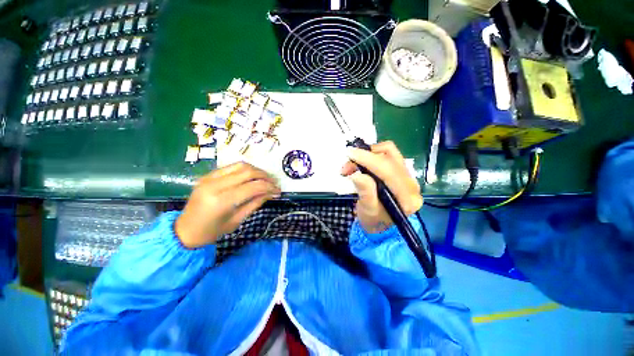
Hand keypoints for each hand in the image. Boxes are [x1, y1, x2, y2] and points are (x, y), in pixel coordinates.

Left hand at [175, 162, 280, 247]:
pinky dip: (245, 169)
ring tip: (265, 179)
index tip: (278, 191)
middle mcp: (215, 185)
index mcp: (222, 201)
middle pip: (248, 172)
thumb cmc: (212, 231)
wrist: (185, 230)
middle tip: (274, 183)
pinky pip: (231, 167)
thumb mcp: (237, 220)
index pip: (253, 187)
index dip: (269, 187)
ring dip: (257, 170)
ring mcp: (209, 178)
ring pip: (240, 165)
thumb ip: (255, 203)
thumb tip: (271, 193)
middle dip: (265, 176)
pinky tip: (251, 176)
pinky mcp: (207, 175)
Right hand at [341, 141, 422, 232]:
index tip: (350, 154)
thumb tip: (356, 173)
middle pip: (390, 158)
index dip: (368, 159)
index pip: (389, 171)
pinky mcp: (401, 171)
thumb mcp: (367, 209)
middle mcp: (412, 184)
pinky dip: (372, 154)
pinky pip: (388, 154)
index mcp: (407, 198)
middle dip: (365, 157)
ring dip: (368, 154)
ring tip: (352, 165)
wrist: (379, 224)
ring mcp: (408, 176)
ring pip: (389, 152)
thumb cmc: (373, 220)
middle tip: (346, 165)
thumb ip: (365, 192)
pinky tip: (362, 163)